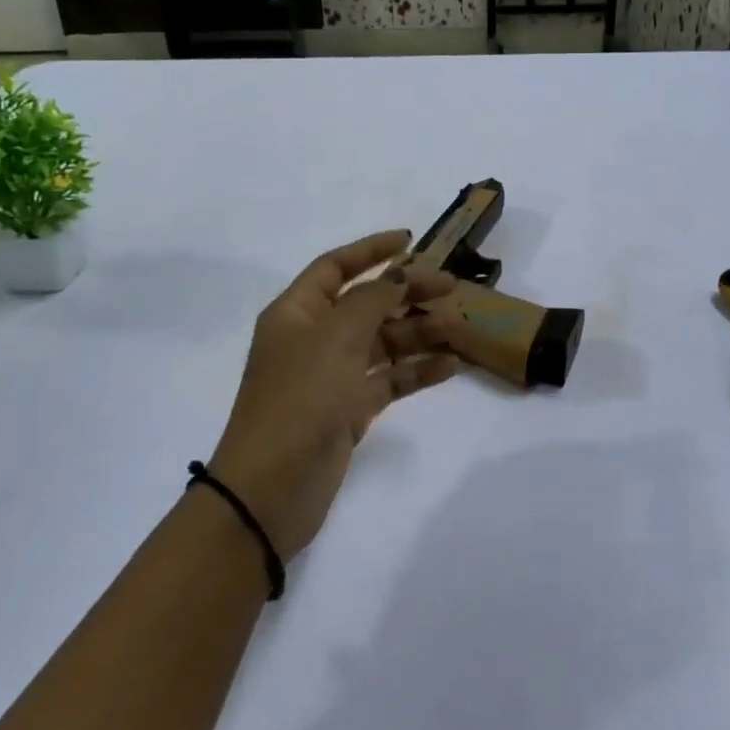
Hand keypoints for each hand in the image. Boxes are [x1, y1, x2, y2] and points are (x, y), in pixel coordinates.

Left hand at [204, 229, 459, 561]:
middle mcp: (313, 338)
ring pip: (382, 342)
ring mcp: (332, 375)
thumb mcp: (336, 337)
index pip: (336, 267)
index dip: (372, 250)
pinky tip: (450, 367)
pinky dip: (416, 371)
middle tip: (452, 288)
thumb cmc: (300, 399)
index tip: (411, 240)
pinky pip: (388, 379)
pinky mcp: (348, 409)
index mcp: (297, 312)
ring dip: (418, 333)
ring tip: (459, 331)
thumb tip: (399, 276)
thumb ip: (373, 300)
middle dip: (408, 293)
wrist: (271, 489)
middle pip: (366, 303)